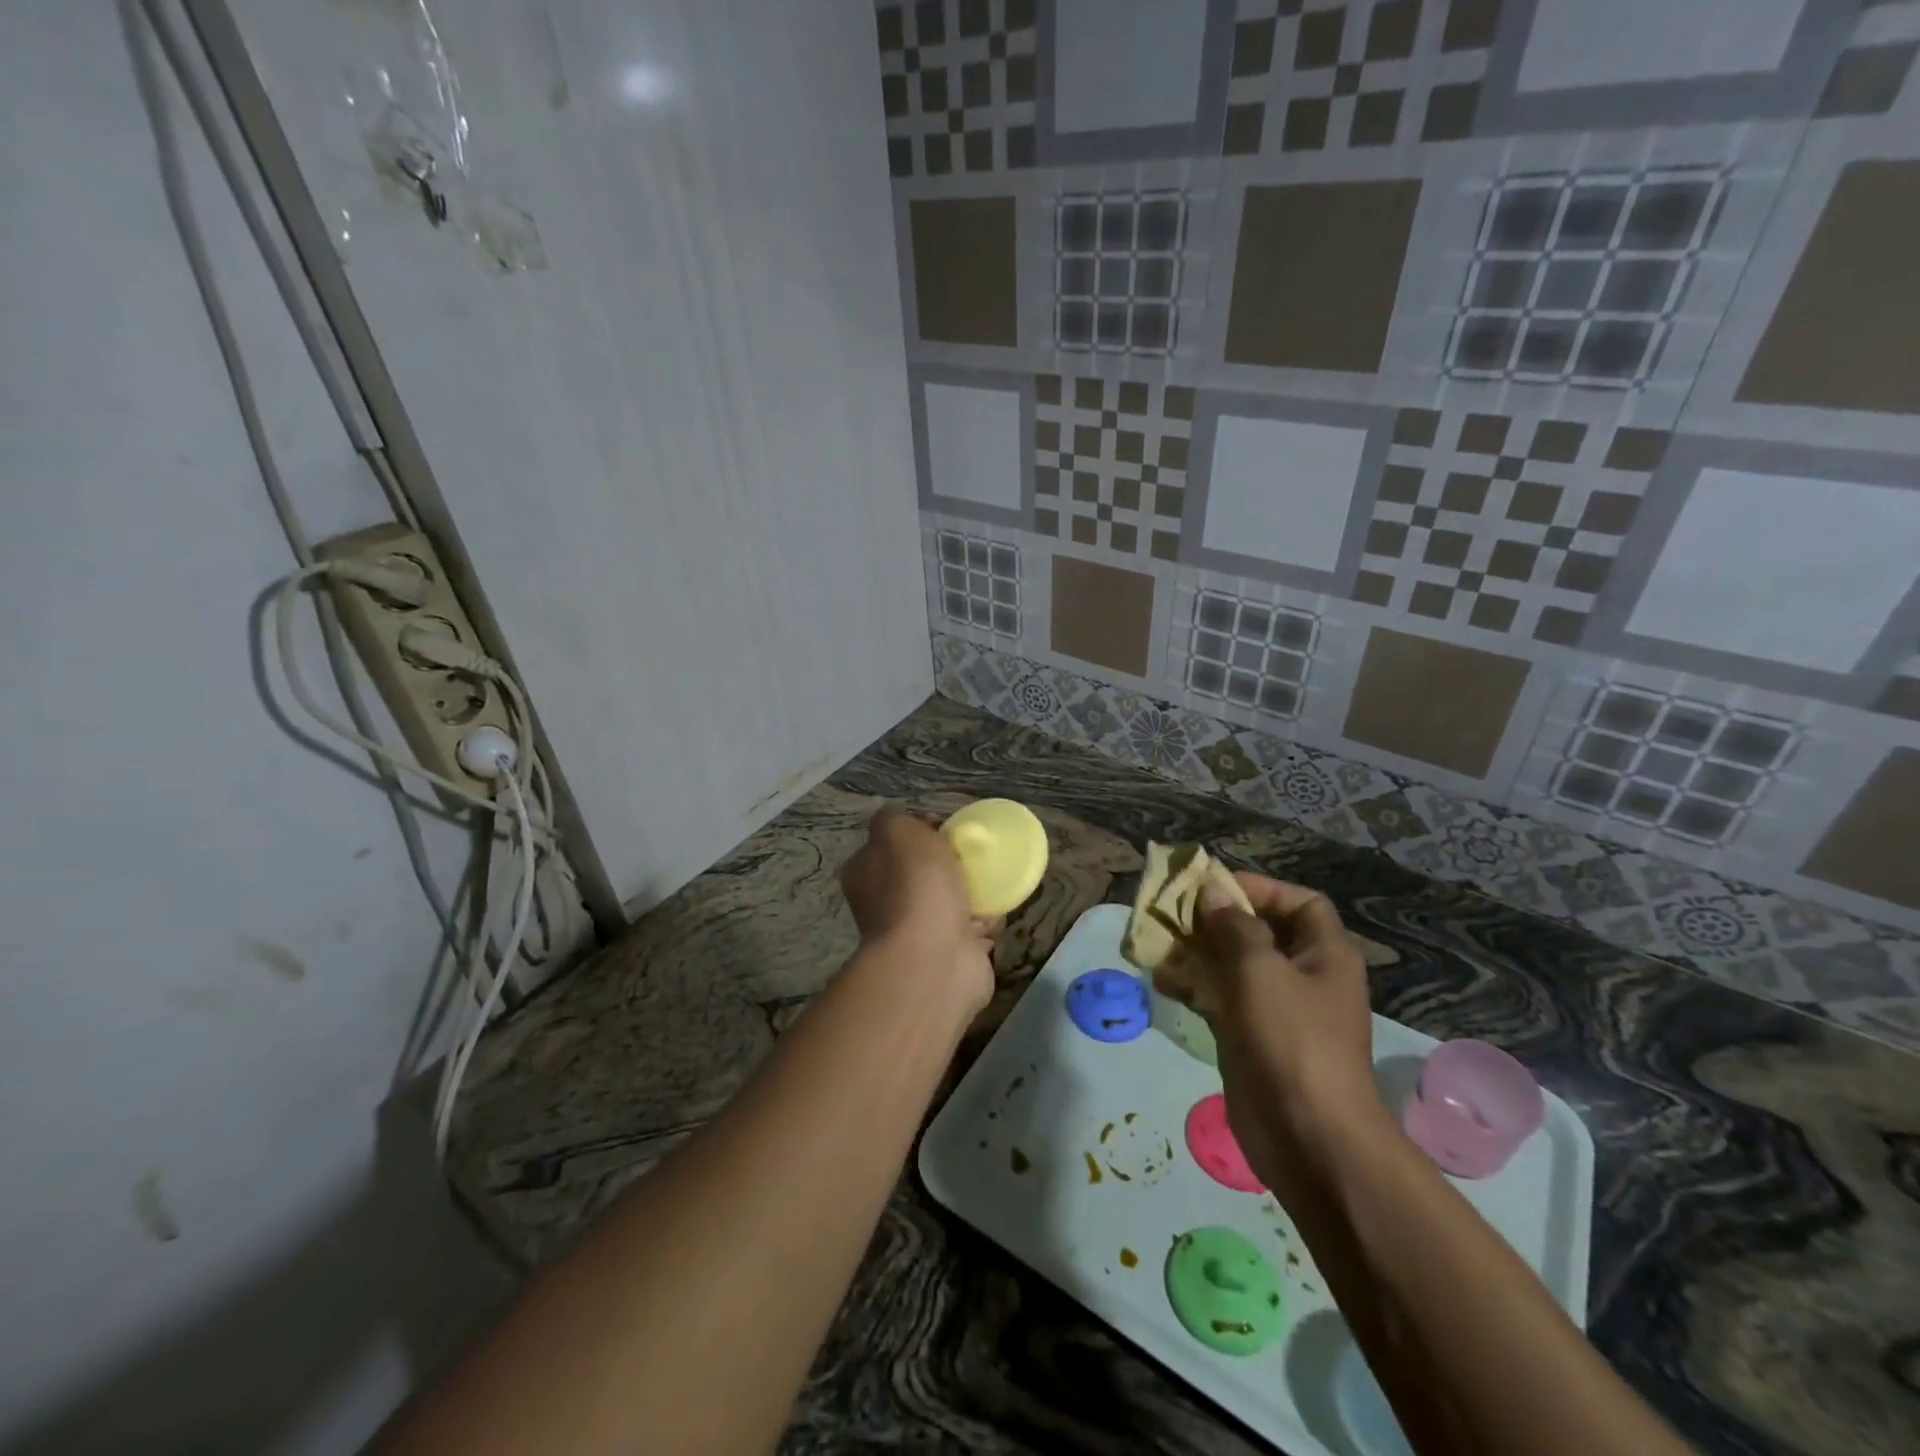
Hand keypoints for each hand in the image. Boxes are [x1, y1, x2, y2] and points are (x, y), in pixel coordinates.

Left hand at [840, 806, 996, 1014]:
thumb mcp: (898, 831)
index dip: (920, 833)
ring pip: (949, 903)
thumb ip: (894, 818)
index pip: (893, 845)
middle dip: (949, 866)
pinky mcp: (948, 957)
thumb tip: (904, 823)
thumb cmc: (915, 888)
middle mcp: (886, 905)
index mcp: (866, 874)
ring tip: (991, 880)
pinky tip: (996, 911)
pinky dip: (985, 922)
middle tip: (974, 855)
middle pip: (923, 874)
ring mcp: (917, 935)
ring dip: (971, 894)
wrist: (935, 960)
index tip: (947, 829)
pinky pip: (971, 930)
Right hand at [1177, 874, 1385, 1199]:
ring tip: (1159, 945)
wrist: (1308, 1137)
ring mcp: (1278, 1010)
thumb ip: (1233, 926)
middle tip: (1173, 913)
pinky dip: (1195, 987)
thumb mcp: (1259, 970)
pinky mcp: (1252, 1038)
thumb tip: (1213, 891)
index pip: (1299, 902)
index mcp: (1325, 954)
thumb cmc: (1291, 1039)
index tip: (1213, 887)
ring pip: (1234, 966)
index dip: (1259, 888)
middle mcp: (1305, 976)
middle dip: (1216, 920)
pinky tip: (1162, 981)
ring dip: (1198, 952)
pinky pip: (1222, 999)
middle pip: (1259, 932)